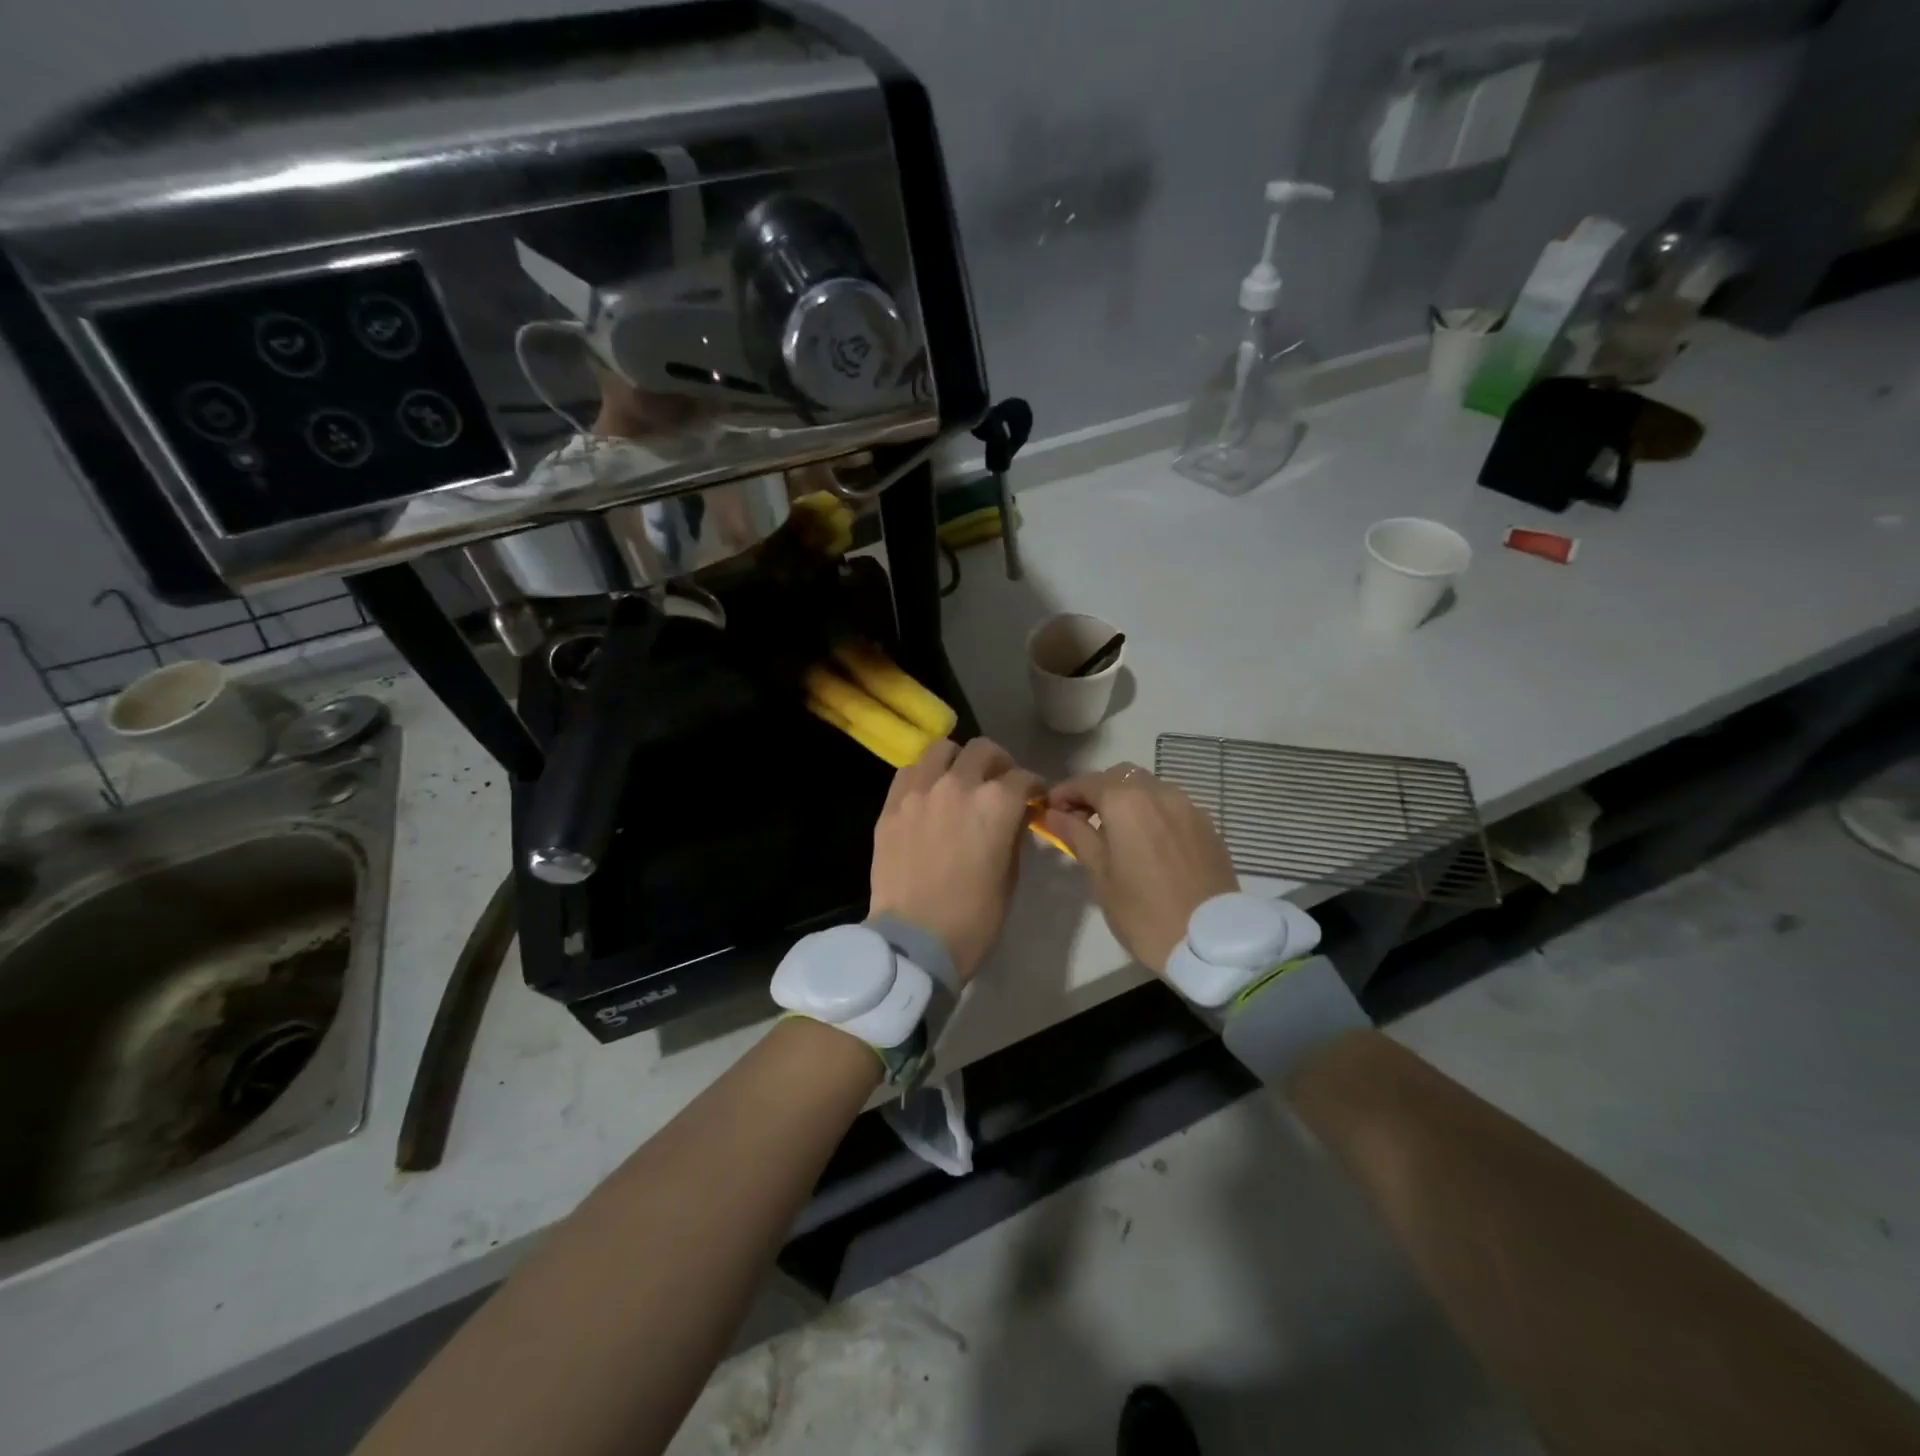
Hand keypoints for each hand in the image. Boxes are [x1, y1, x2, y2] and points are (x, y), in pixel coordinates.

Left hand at [869, 738, 1043, 979]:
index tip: (1034, 799)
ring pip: (942, 749)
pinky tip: (929, 794)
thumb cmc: (974, 917)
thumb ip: (1013, 834)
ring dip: (958, 760)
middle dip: (999, 764)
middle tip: (999, 783)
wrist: (916, 940)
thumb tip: (1015, 815)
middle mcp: (959, 784)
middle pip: (984, 750)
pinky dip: (925, 775)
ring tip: (960, 780)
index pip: (1024, 778)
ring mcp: (920, 790)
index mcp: (997, 803)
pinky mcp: (892, 804)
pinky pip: (910, 771)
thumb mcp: (1010, 876)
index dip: (1034, 788)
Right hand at [1041, 762, 1237, 973]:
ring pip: (1148, 787)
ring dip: (1126, 799)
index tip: (1050, 811)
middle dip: (1097, 791)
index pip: (1086, 782)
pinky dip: (1152, 812)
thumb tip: (1054, 813)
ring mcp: (1188, 806)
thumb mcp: (1100, 874)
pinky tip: (1147, 841)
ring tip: (1115, 831)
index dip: (1064, 793)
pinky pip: (1171, 805)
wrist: (1209, 941)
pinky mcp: (1207, 824)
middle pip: (1119, 776)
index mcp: (1126, 801)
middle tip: (1081, 820)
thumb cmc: (1143, 911)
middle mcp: (1159, 792)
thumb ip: (1076, 835)